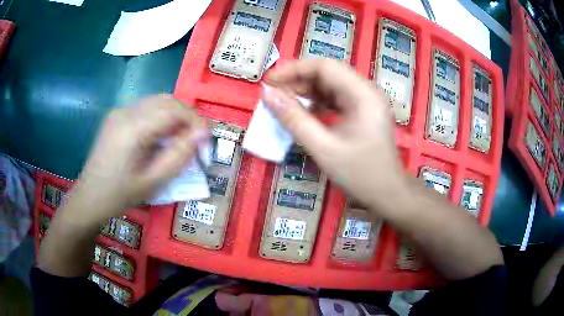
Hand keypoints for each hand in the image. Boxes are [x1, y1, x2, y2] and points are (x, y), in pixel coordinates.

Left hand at [74, 95, 207, 218]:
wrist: (90, 196)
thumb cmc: (120, 195)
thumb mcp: (153, 182)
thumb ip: (179, 156)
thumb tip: (202, 133)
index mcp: (133, 129)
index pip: (173, 110)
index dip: (195, 121)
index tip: (206, 139)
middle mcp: (126, 112)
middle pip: (166, 100)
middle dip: (186, 116)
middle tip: (194, 140)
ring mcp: (119, 111)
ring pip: (157, 101)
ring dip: (174, 116)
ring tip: (179, 139)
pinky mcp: (116, 115)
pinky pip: (145, 108)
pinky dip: (160, 117)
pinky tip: (159, 136)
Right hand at [263, 59, 407, 210]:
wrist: (387, 193)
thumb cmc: (361, 174)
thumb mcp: (324, 148)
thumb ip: (294, 120)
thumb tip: (268, 96)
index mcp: (363, 94)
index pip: (325, 67)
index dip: (294, 70)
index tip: (270, 81)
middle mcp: (366, 91)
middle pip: (327, 74)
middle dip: (298, 82)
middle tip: (273, 95)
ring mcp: (365, 101)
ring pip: (330, 86)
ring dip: (306, 92)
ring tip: (283, 103)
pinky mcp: (362, 111)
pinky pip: (335, 99)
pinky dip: (316, 104)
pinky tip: (302, 113)